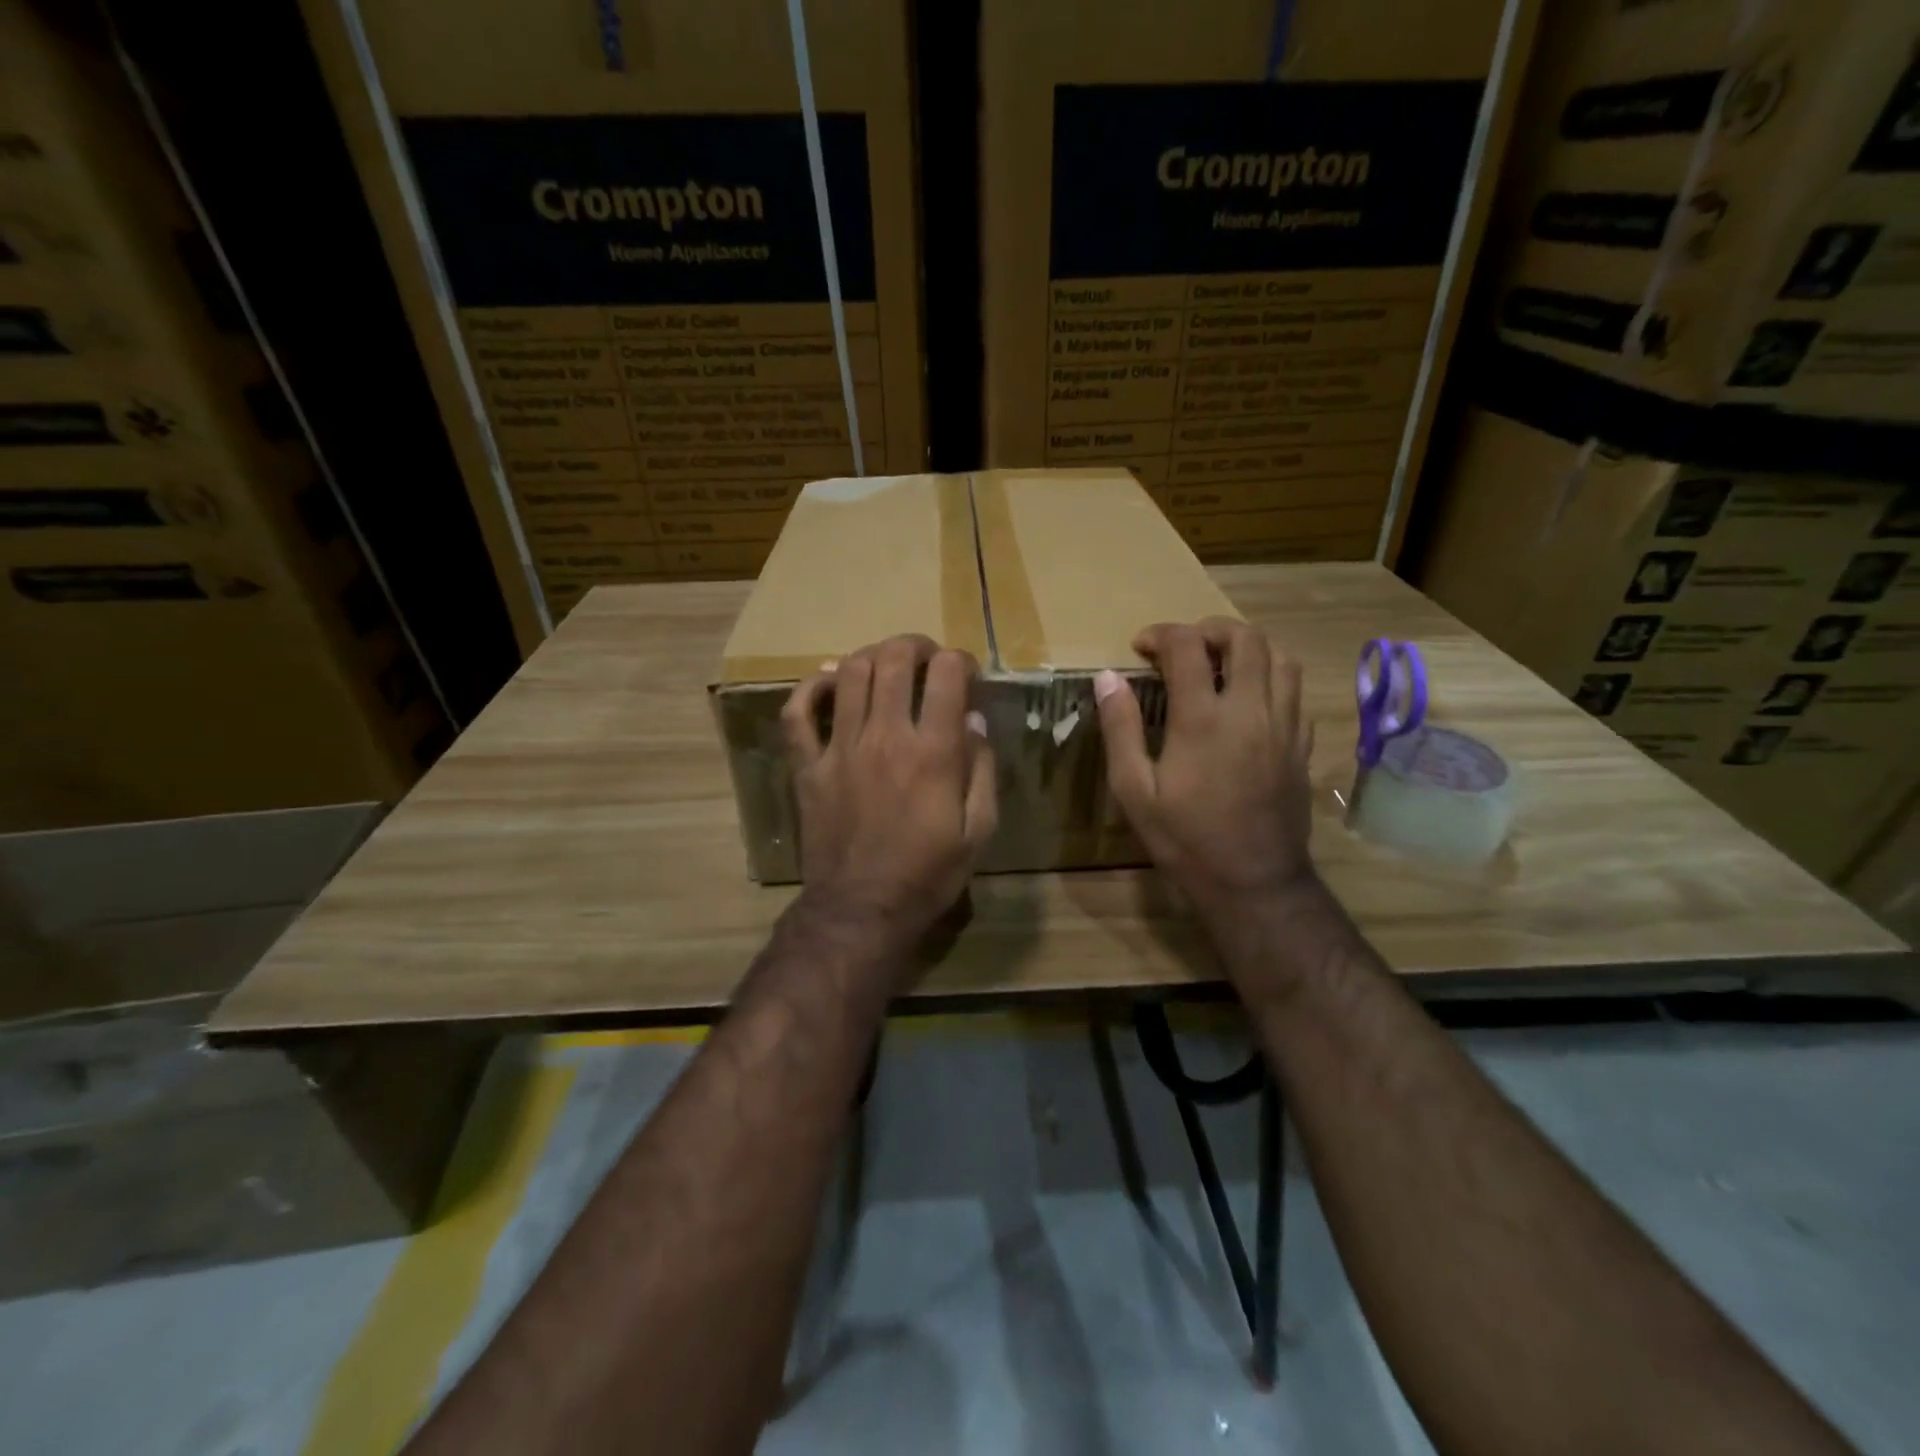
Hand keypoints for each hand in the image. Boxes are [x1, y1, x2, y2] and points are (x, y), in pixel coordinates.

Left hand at [781, 635, 996, 960]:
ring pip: (849, 673)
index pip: (947, 673)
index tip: (966, 673)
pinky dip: (811, 687)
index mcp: (932, 751)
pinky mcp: (808, 766)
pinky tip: (830, 682)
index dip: (960, 660)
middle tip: (926, 657)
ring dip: (871, 655)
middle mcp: (885, 736)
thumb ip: (981, 770)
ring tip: (885, 664)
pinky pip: (797, 713)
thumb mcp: (978, 831)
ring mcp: (840, 748)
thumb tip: (974, 719)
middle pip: (893, 659)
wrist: (861, 909)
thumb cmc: (927, 875)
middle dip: (915, 645)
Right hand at [1093, 617, 1315, 925]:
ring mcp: (1284, 726)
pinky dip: (1271, 680)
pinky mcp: (1302, 746)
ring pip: (1281, 658)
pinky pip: (1295, 693)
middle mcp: (1250, 710)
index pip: (1187, 646)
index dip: (1161, 634)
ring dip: (1248, 649)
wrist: (1253, 882)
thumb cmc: (1185, 839)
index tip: (1141, 646)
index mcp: (1203, 719)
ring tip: (1220, 666)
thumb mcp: (1134, 790)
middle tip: (1184, 647)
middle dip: (1210, 629)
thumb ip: (1121, 728)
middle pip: (1245, 638)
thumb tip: (1108, 677)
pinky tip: (1249, 702)